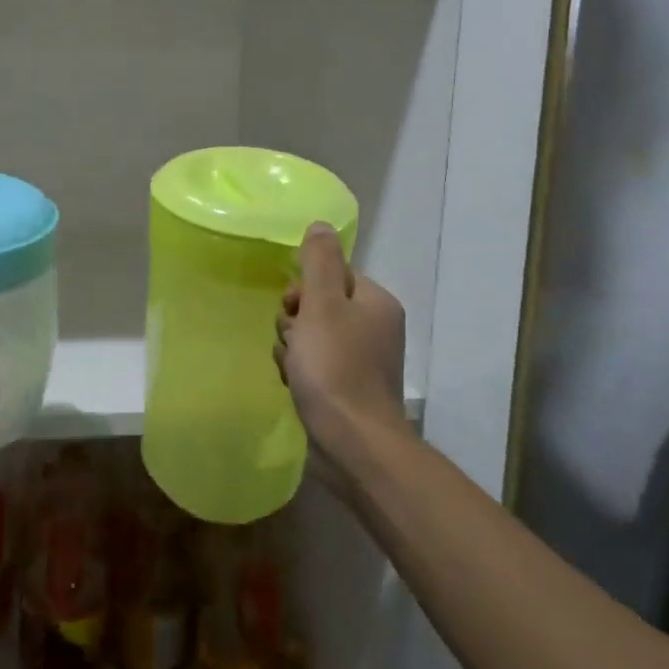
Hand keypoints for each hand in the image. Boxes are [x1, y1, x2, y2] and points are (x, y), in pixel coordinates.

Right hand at [275, 224, 409, 472]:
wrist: (353, 444)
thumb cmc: (335, 368)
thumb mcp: (321, 305)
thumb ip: (318, 262)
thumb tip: (320, 224)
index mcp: (375, 302)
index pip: (330, 275)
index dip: (304, 289)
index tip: (294, 309)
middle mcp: (374, 327)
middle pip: (318, 305)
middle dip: (295, 320)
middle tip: (293, 341)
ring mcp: (362, 360)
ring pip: (311, 335)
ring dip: (293, 347)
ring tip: (293, 368)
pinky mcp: (349, 388)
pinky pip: (314, 364)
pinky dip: (300, 370)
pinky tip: (295, 384)